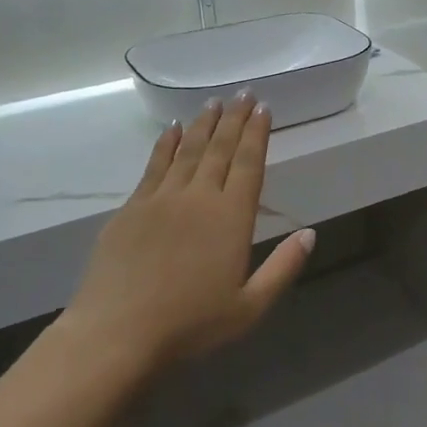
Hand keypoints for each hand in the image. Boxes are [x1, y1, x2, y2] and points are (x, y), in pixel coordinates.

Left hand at [62, 94, 313, 372]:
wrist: (117, 332)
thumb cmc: (191, 324)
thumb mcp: (250, 307)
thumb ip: (282, 267)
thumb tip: (310, 234)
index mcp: (231, 218)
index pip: (249, 164)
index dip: (257, 134)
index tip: (263, 108)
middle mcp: (198, 197)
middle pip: (220, 149)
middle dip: (234, 119)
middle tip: (243, 94)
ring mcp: (160, 199)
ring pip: (188, 151)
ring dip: (203, 124)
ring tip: (213, 103)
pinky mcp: (131, 209)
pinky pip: (154, 165)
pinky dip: (167, 144)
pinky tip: (173, 130)